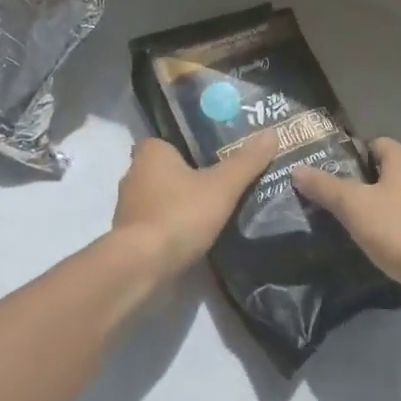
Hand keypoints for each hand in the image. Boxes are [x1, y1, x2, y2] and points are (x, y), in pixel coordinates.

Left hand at [111, 133, 278, 286]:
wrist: (142, 266)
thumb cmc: (180, 215)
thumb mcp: (221, 187)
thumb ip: (246, 162)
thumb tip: (272, 134)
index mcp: (151, 153)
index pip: (169, 140)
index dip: (189, 146)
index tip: (214, 155)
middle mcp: (133, 174)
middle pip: (165, 169)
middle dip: (187, 175)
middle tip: (220, 181)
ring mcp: (128, 207)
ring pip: (160, 196)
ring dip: (179, 202)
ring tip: (212, 209)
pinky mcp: (129, 235)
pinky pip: (156, 222)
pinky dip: (172, 225)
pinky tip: (194, 234)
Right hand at [291, 138, 400, 327]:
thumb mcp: (355, 207)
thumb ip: (326, 186)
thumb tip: (298, 169)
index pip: (373, 143)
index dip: (348, 154)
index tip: (323, 172)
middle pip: (381, 172)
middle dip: (355, 184)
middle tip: (324, 199)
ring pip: (392, 199)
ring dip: (370, 209)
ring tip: (340, 223)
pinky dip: (385, 229)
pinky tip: (368, 244)